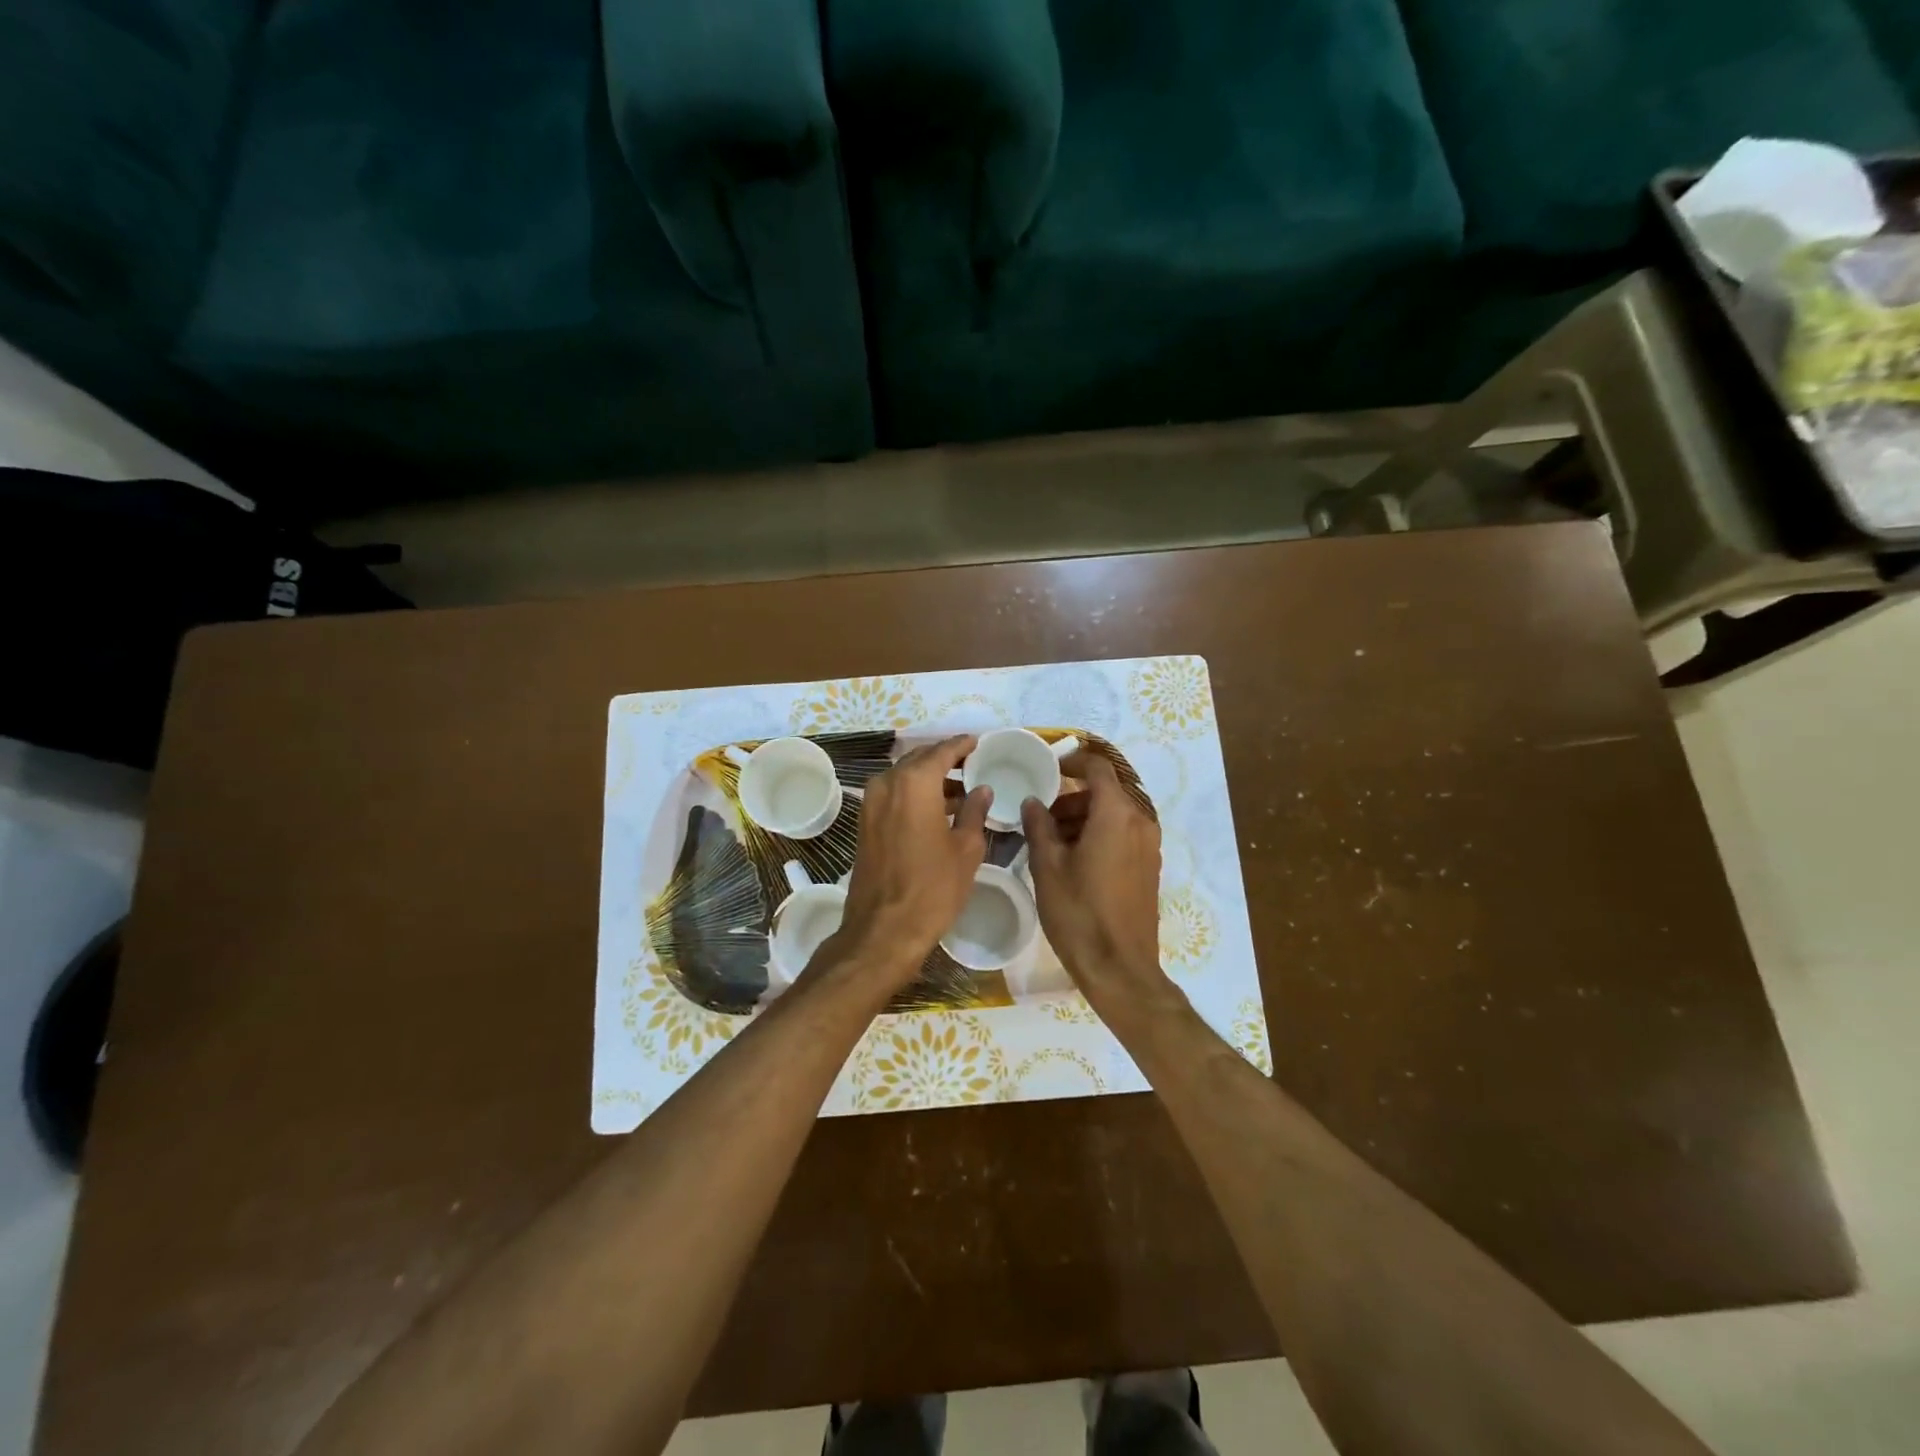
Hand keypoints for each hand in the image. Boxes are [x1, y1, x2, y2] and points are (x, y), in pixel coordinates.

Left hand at [821, 735, 990, 991]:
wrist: (884, 929)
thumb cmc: (933, 888)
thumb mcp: (966, 849)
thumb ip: (975, 811)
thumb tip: (981, 789)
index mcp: (915, 783)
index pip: (942, 751)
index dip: (962, 745)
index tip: (979, 743)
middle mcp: (887, 783)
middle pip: (919, 759)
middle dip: (945, 759)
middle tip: (972, 764)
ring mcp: (871, 802)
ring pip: (904, 777)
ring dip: (930, 778)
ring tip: (961, 789)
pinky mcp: (865, 822)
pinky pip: (893, 794)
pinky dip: (914, 794)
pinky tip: (937, 809)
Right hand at [1022, 750, 1171, 1020]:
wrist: (1120, 968)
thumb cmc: (1079, 912)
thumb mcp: (1048, 866)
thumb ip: (1039, 826)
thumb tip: (1033, 802)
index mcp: (1116, 814)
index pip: (1097, 768)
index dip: (1071, 762)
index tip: (1046, 769)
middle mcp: (1140, 821)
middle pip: (1105, 792)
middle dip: (1072, 797)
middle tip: (1040, 816)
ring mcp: (1149, 845)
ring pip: (1113, 814)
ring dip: (1083, 817)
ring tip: (1050, 841)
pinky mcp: (1149, 866)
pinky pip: (1123, 834)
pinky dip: (1099, 834)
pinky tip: (1073, 860)